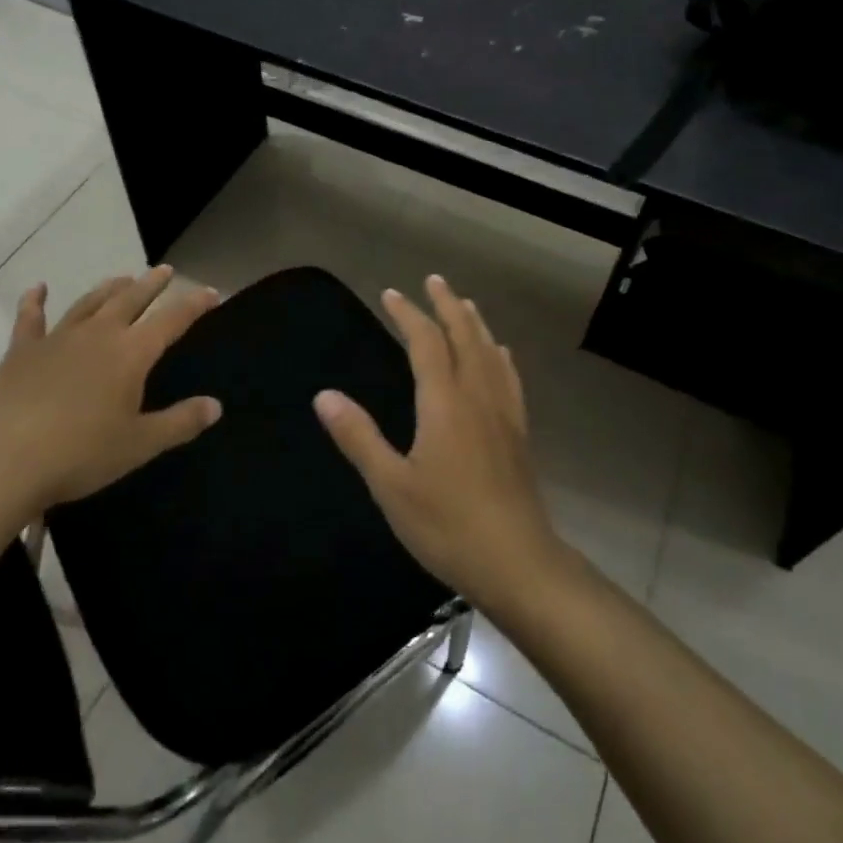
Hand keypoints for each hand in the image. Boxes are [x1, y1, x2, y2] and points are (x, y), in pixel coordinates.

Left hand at [0, 266, 222, 523]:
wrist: (1, 462)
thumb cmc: (78, 454)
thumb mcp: (139, 444)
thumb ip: (180, 422)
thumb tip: (216, 406)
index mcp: (131, 354)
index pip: (172, 320)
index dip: (194, 304)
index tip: (211, 292)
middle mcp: (97, 335)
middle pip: (131, 300)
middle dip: (151, 284)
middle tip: (165, 271)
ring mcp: (57, 339)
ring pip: (89, 302)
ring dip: (109, 288)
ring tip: (123, 278)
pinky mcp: (21, 351)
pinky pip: (30, 319)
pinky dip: (35, 301)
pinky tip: (38, 288)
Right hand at [314, 274, 564, 610]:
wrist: (518, 562)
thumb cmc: (448, 525)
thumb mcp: (392, 486)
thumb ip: (359, 437)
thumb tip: (324, 395)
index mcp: (444, 402)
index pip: (426, 342)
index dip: (408, 314)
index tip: (391, 293)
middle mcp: (477, 395)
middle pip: (464, 335)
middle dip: (447, 304)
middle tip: (433, 280)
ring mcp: (504, 412)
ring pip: (490, 351)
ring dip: (474, 322)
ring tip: (464, 303)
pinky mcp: (519, 432)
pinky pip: (509, 377)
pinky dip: (499, 354)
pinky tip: (500, 354)